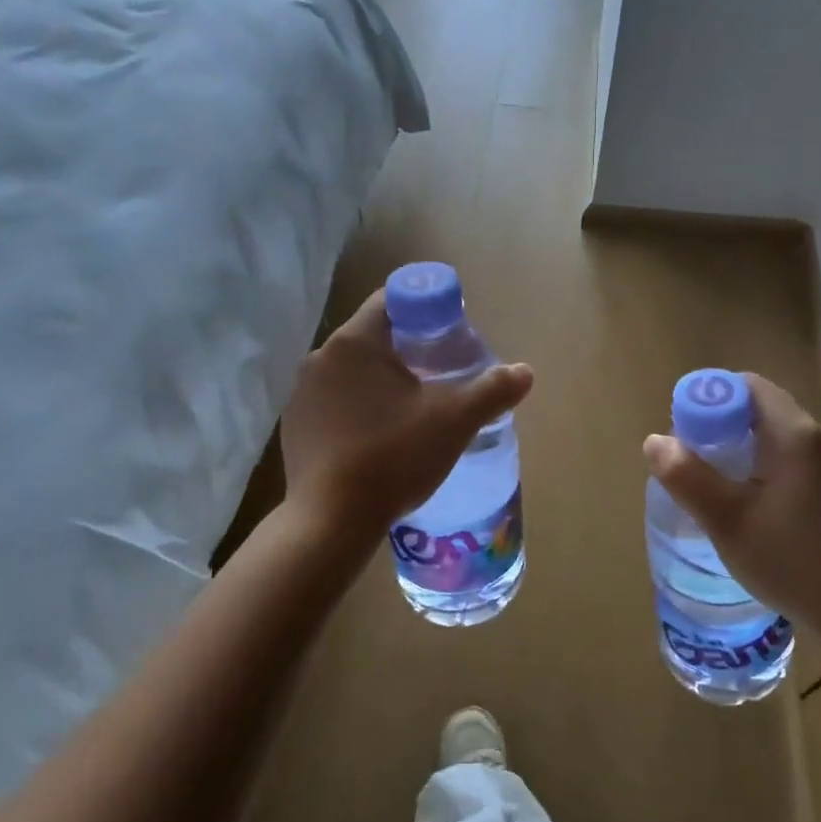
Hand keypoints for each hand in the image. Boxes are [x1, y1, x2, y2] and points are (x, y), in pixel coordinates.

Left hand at [282, 289, 533, 545]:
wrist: (330, 521)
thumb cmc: (393, 457)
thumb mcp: (454, 422)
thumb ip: (492, 390)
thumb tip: (525, 372)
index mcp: (355, 342)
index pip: (392, 300)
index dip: (426, 309)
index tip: (450, 333)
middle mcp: (321, 358)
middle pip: (373, 337)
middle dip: (408, 349)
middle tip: (441, 375)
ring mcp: (302, 393)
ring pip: (352, 372)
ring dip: (382, 381)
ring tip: (413, 410)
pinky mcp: (294, 426)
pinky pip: (334, 402)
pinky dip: (358, 408)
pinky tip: (378, 439)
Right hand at [643, 374, 820, 636]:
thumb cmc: (792, 560)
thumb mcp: (728, 520)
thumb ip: (688, 477)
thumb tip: (655, 441)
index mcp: (791, 433)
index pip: (744, 386)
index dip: (707, 400)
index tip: (682, 433)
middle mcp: (811, 438)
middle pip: (754, 408)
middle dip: (715, 426)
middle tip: (687, 461)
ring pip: (766, 435)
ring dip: (731, 448)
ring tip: (705, 483)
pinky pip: (779, 458)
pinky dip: (751, 466)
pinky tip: (737, 503)